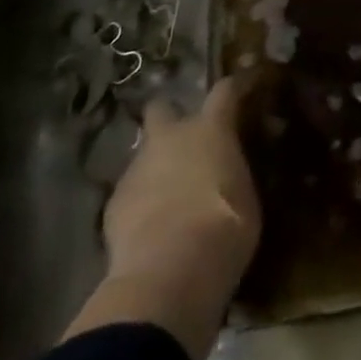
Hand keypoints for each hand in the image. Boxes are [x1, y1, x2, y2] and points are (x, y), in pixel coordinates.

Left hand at [66, 75, 261, 359]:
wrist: (168, 272)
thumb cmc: (224, 229)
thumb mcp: (247, 198)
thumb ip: (235, 174)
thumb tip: (230, 171)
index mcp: (210, 129)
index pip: (225, 90)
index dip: (234, 87)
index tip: (242, 87)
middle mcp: (170, 137)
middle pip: (162, 107)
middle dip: (169, 116)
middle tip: (184, 139)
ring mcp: (137, 167)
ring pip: (144, 153)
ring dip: (156, 165)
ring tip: (169, 194)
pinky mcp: (113, 202)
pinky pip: (131, 191)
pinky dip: (141, 201)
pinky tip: (151, 226)